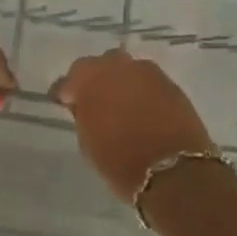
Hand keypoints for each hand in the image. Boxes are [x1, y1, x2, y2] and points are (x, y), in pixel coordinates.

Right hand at [52, 50, 217, 200]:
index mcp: (88, 79)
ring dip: (121, 83)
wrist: (172, 170)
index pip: (68, 81)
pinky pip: (148, 81)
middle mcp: (117, 66)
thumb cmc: (119, 161)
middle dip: (95, 80)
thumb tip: (86, 106)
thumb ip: (84, 115)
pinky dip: (142, 91)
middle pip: (99, 65)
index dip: (65, 94)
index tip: (64, 104)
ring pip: (127, 69)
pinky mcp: (171, 83)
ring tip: (121, 104)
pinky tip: (143, 109)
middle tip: (95, 101)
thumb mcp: (88, 141)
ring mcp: (147, 72)